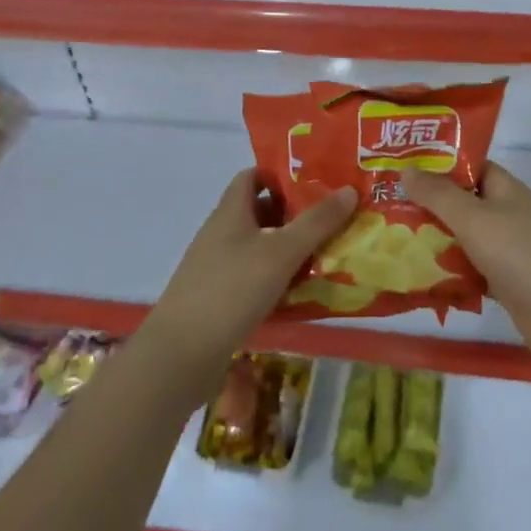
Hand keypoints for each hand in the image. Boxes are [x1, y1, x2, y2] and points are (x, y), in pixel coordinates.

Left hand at [142, 168, 355, 389]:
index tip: (315, 183)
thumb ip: (317, 222)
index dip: (281, 175)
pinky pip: (252, 278)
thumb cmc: (232, 289)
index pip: (253, 176)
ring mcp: (216, 267)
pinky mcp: (217, 299)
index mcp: (230, 211)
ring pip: (258, 247)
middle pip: (259, 211)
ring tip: (325, 256)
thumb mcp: (282, 252)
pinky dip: (276, 280)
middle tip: (331, 220)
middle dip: (294, 214)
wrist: (181, 355)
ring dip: (287, 249)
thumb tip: (349, 189)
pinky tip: (300, 294)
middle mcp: (220, 233)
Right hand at [401, 161, 530, 375]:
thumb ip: (439, 195)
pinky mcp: (504, 285)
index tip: (395, 167)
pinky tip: (413, 279)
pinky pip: (467, 273)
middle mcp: (503, 214)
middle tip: (378, 207)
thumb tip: (406, 168)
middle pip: (459, 204)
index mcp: (502, 188)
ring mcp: (505, 251)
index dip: (433, 164)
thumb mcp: (475, 218)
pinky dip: (446, 275)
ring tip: (385, 241)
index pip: (465, 166)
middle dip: (424, 206)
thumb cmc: (524, 254)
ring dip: (431, 242)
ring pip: (460, 240)